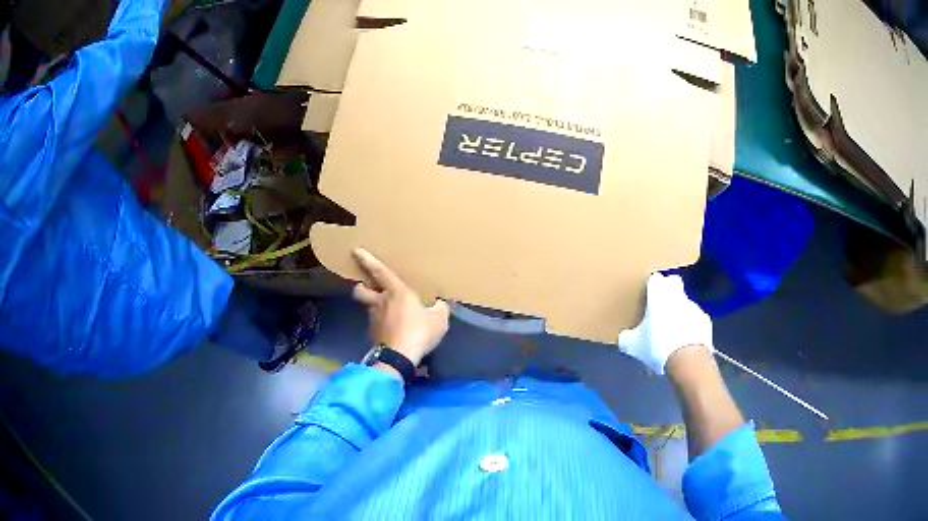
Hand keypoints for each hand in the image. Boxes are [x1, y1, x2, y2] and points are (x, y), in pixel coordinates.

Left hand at [351, 248, 449, 365]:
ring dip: (374, 308)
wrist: (399, 357)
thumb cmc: (419, 332)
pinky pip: (375, 325)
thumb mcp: (439, 320)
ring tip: (385, 313)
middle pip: (361, 291)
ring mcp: (373, 319)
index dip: (368, 260)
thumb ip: (440, 309)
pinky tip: (391, 331)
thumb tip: (440, 304)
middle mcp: (380, 302)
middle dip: (361, 287)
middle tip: (366, 287)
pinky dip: (381, 326)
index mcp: (396, 292)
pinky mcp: (372, 335)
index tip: (356, 251)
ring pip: (368, 308)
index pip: (379, 271)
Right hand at [617, 273, 711, 373]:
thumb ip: (627, 337)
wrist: (688, 359)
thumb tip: (625, 337)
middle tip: (660, 309)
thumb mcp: (633, 346)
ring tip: (672, 333)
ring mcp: (694, 306)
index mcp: (658, 294)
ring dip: (680, 312)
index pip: (655, 278)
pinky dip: (691, 327)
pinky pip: (695, 319)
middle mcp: (677, 295)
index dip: (652, 287)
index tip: (647, 297)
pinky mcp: (705, 320)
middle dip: (669, 291)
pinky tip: (685, 343)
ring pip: (685, 303)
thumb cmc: (657, 346)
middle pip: (674, 283)